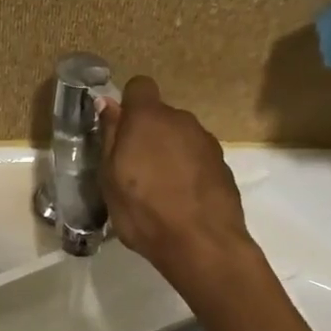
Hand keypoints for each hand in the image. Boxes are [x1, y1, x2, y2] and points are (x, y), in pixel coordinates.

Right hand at [99, 75, 253, 288]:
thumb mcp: (110, 176)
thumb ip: (111, 135)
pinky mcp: (223, 164)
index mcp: (149, 118)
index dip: (128, 105)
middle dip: (147, 134)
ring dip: (169, 153)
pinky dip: (187, 171)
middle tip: (134, 170)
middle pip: (160, 116)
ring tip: (159, 190)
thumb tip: (106, 103)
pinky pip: (197, 158)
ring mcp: (207, 142)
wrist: (201, 243)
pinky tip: (181, 200)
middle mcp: (181, 121)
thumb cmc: (143, 210)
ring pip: (180, 137)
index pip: (139, 87)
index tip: (120, 132)